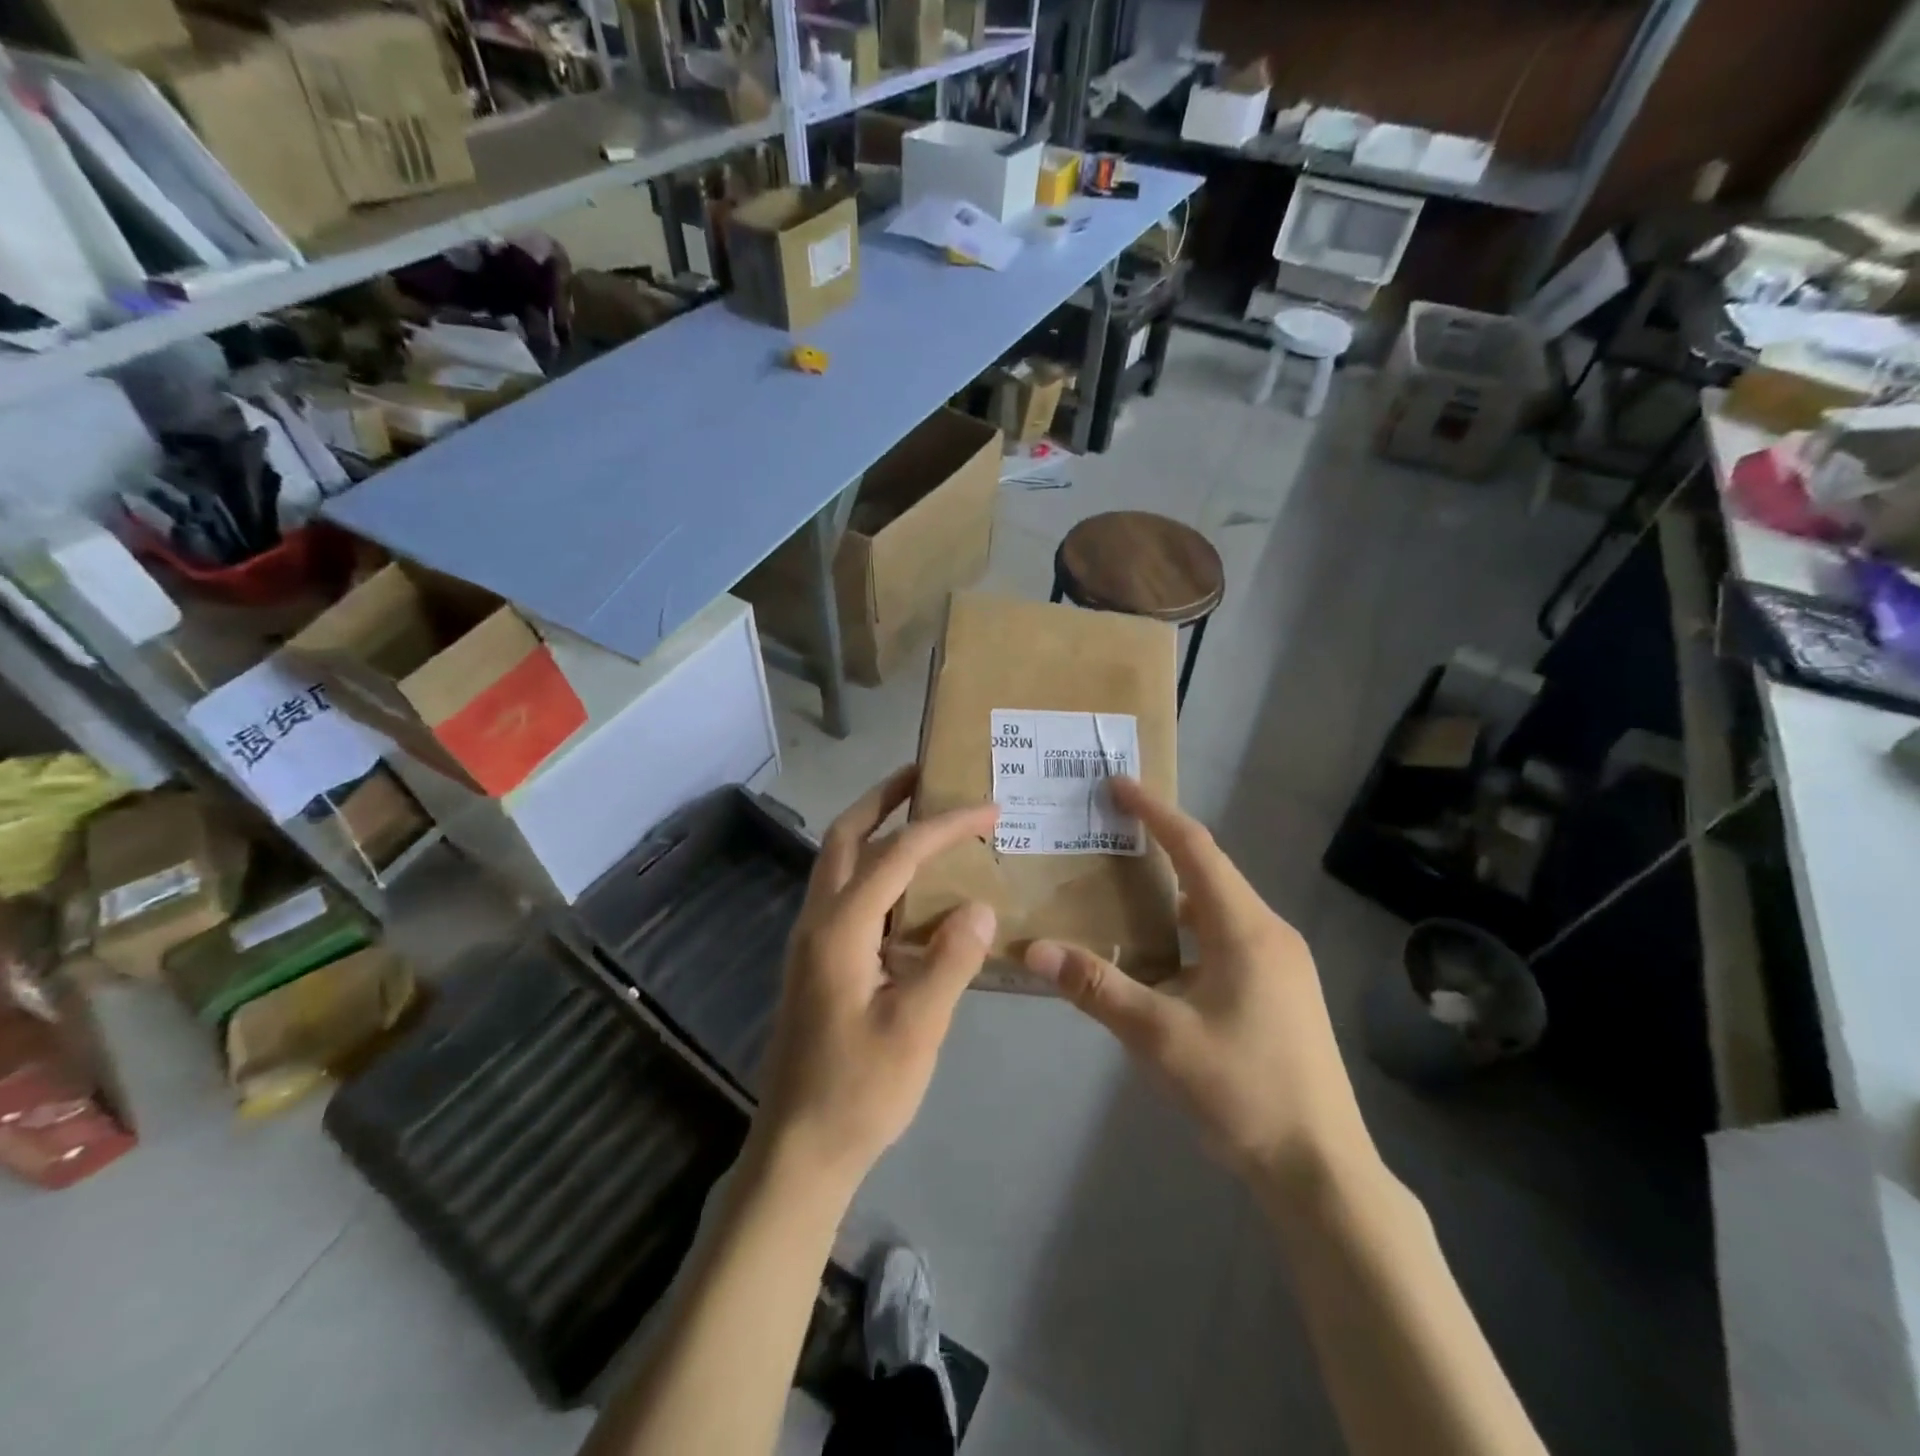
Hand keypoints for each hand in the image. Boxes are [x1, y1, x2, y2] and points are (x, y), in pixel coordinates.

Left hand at [753, 767, 998, 1193]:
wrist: (800, 1150)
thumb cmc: (859, 1091)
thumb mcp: (916, 1028)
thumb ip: (949, 961)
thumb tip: (978, 907)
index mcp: (840, 928)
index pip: (897, 854)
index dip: (944, 825)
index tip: (988, 808)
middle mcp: (817, 920)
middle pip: (846, 836)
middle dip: (884, 798)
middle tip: (925, 775)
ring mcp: (811, 940)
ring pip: (838, 862)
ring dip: (875, 828)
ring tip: (920, 816)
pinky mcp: (816, 960)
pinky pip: (845, 893)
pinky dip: (875, 869)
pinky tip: (909, 890)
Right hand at [1024, 778, 1369, 1188]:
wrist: (1321, 1170)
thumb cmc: (1243, 1091)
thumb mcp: (1160, 1037)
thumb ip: (1097, 986)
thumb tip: (1033, 949)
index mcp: (1245, 929)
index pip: (1195, 849)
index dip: (1155, 812)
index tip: (1118, 785)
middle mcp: (1269, 933)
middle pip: (1209, 872)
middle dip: (1161, 845)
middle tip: (1110, 834)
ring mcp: (1281, 963)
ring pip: (1218, 908)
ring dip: (1174, 892)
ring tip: (1125, 889)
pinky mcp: (1281, 991)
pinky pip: (1227, 937)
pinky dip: (1188, 929)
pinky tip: (1160, 956)